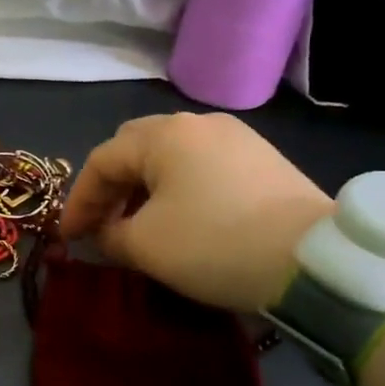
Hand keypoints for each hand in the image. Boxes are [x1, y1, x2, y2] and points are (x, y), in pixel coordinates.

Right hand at [60, 113, 332, 311]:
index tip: (69, 237)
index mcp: (164, 135)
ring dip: (144, 187)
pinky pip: (202, 165)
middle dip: (111, 186)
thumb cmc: (216, 245)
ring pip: (170, 156)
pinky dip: (179, 188)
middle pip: (135, 147)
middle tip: (102, 222)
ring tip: (140, 223)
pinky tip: (183, 218)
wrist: (316, 262)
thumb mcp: (147, 247)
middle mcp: (198, 123)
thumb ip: (110, 235)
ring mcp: (236, 137)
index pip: (102, 161)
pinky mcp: (262, 158)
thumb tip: (105, 232)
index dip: (79, 200)